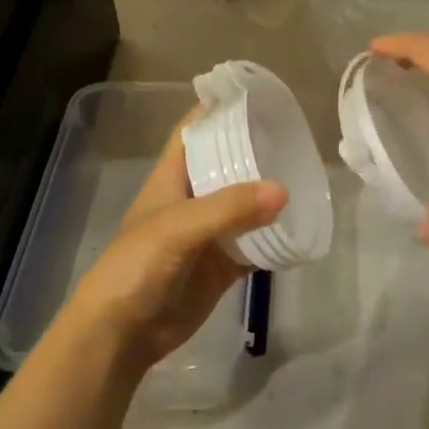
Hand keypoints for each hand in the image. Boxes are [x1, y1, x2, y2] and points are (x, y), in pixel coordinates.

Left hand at [57, 120, 286, 373]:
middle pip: (228, 164)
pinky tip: (302, 224)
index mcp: (173, 176)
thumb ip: (228, 208)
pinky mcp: (223, 264)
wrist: (121, 335)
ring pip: (246, 204)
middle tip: (297, 135)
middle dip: (257, 149)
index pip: (196, 130)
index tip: (258, 94)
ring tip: (308, 173)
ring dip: (270, 193)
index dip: (220, 109)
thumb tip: (283, 190)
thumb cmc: (136, 266)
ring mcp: (210, 232)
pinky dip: (276, 236)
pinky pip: (255, 243)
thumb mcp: (177, 228)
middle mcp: (193, 197)